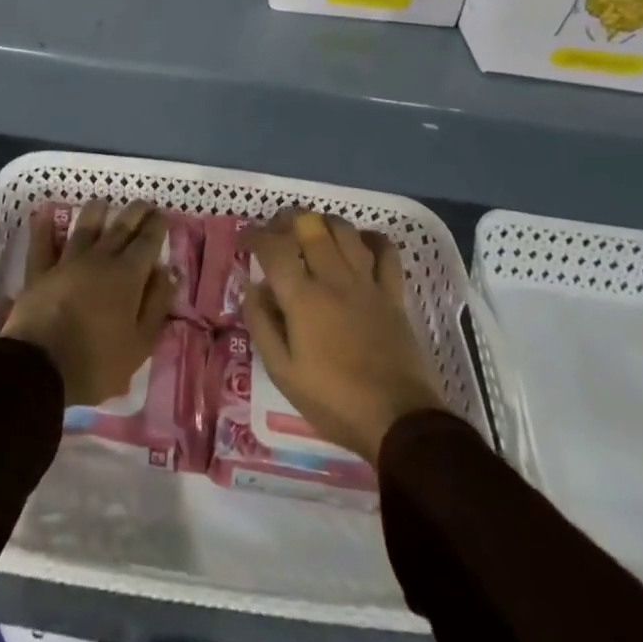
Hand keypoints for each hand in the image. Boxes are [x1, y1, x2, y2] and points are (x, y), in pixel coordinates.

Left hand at [1, 200, 175, 407]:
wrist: (41, 367)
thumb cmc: (97, 362)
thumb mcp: (140, 343)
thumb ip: (156, 304)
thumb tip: (168, 271)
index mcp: (127, 276)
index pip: (147, 242)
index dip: (157, 226)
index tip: (163, 214)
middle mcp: (99, 259)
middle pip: (120, 228)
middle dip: (135, 213)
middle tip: (143, 203)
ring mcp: (67, 262)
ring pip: (84, 228)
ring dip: (95, 212)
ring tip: (103, 201)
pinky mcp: (39, 272)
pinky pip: (41, 245)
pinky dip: (42, 228)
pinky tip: (43, 214)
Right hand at [242, 208, 448, 462]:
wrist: (398, 421)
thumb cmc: (334, 400)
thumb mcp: (283, 373)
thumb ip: (262, 324)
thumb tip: (251, 287)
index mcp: (302, 298)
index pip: (273, 248)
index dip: (254, 236)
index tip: (244, 240)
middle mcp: (333, 279)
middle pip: (309, 226)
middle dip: (287, 219)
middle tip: (276, 230)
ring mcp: (366, 283)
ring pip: (344, 230)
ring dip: (324, 222)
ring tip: (313, 231)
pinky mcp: (393, 294)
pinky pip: (386, 251)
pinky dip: (371, 239)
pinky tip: (360, 243)